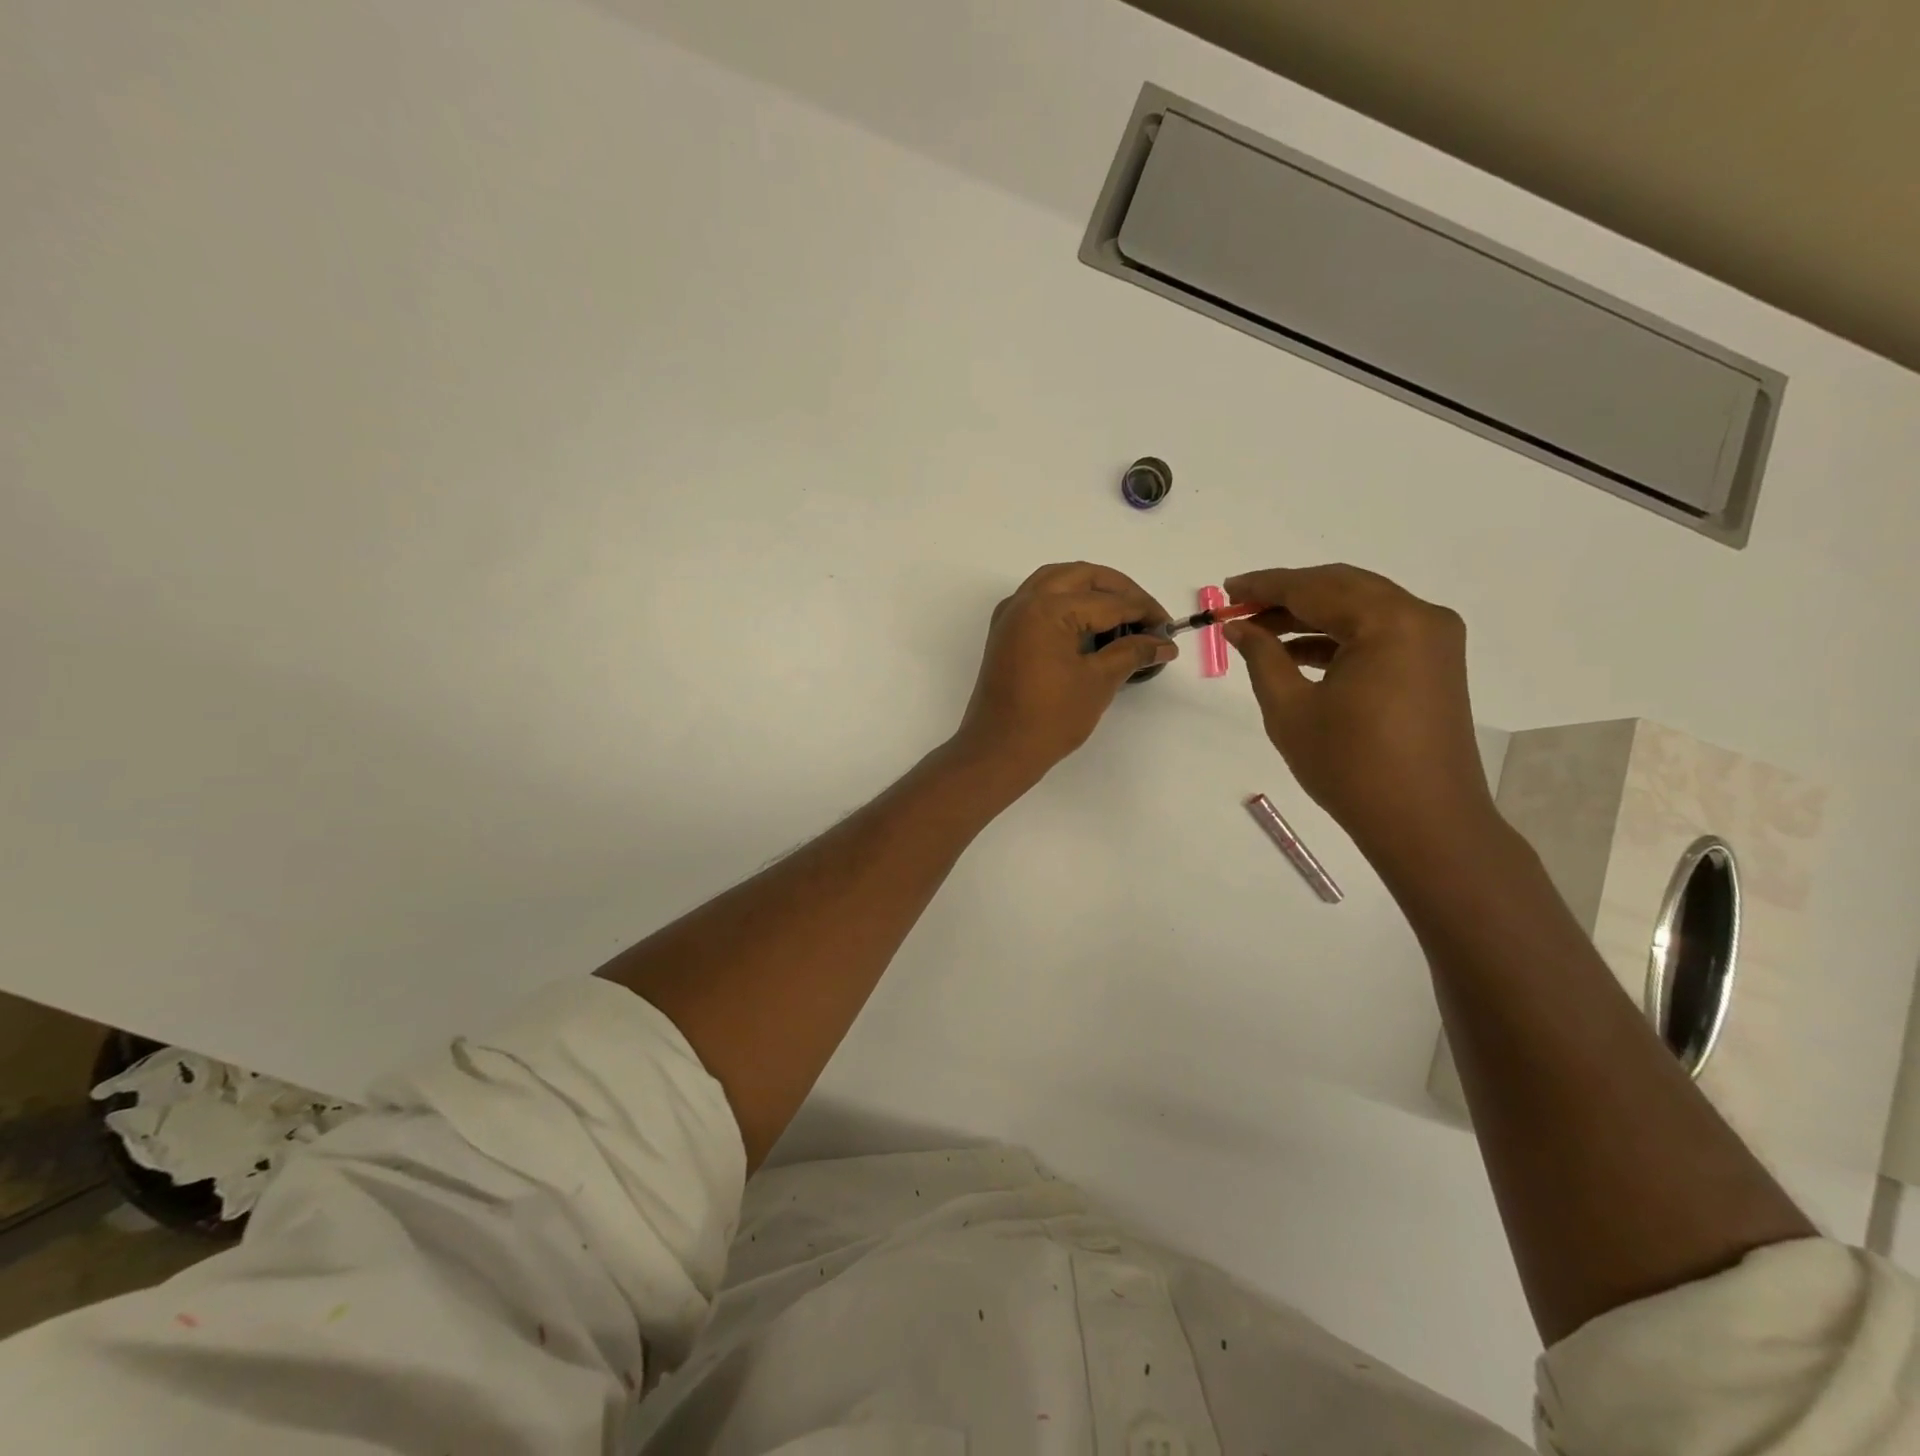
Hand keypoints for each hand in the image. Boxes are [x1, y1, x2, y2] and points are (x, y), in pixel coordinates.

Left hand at [951, 562, 1173, 790]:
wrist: (999, 750)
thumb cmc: (1050, 718)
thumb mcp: (1098, 682)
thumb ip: (1132, 653)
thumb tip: (1163, 643)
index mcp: (1047, 609)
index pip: (1108, 601)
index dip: (1144, 612)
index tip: (1169, 629)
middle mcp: (1025, 601)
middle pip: (1081, 576)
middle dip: (1119, 590)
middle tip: (1147, 616)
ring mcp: (1010, 616)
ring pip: (1057, 581)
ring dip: (1091, 589)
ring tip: (1122, 615)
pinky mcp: (1005, 633)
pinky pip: (1039, 599)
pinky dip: (1066, 600)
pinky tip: (1088, 623)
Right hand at [1222, 564, 1495, 858]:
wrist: (1424, 823)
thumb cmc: (1349, 766)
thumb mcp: (1290, 709)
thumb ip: (1262, 657)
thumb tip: (1238, 626)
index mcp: (1388, 622)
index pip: (1313, 588)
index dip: (1263, 587)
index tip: (1225, 590)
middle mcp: (1420, 617)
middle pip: (1341, 588)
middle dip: (1286, 595)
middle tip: (1239, 606)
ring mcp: (1433, 640)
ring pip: (1360, 608)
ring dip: (1310, 615)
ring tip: (1259, 631)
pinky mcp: (1434, 664)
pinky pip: (1378, 633)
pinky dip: (1337, 637)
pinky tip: (1297, 652)